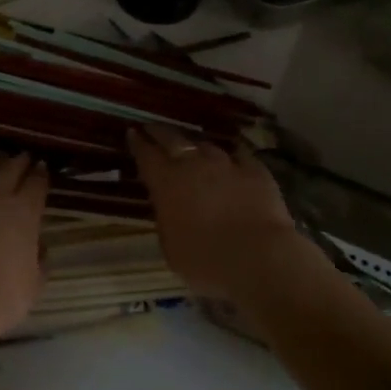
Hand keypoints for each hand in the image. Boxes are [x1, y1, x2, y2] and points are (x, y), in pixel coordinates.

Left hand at [0, 153, 48, 344]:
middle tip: (23, 157)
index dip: (41, 174)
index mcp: (25, 211)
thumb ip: (40, 260)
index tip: (43, 168)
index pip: (37, 182)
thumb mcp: (35, 283)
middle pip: (9, 169)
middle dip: (18, 161)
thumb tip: (40, 248)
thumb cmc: (3, 297)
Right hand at [127, 124, 318, 302]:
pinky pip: (241, 157)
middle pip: (173, 139)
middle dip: (160, 132)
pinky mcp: (256, 171)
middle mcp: (194, 164)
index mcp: (166, 182)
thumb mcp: (171, 248)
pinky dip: (233, 159)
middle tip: (153, 128)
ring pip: (207, 146)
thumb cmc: (205, 261)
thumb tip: (169, 209)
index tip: (132, 132)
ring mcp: (227, 164)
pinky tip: (235, 161)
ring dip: (197, 147)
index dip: (138, 143)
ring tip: (194, 149)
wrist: (258, 257)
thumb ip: (167, 221)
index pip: (146, 155)